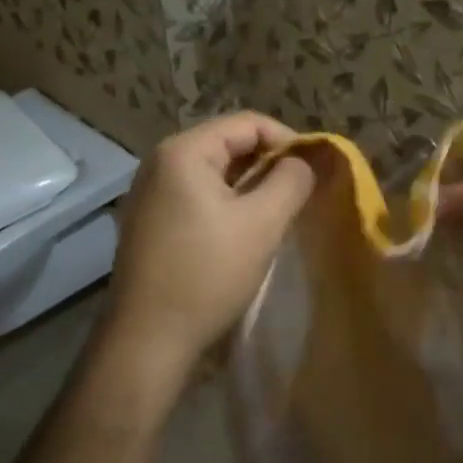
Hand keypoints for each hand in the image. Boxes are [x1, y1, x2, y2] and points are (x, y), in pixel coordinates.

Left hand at [102, 111, 314, 376]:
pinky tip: (245, 232)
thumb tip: (303, 162)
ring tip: (279, 213)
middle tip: (301, 194)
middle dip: (270, 164)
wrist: (147, 340)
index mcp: (183, 152)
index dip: (288, 140)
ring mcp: (150, 194)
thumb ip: (291, 181)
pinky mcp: (150, 223)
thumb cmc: (207, 274)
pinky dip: (228, 205)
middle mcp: (159, 163)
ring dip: (251, 187)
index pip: (248, 123)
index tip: (315, 171)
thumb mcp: (262, 223)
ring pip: (214, 174)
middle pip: (228, 144)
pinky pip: (198, 197)